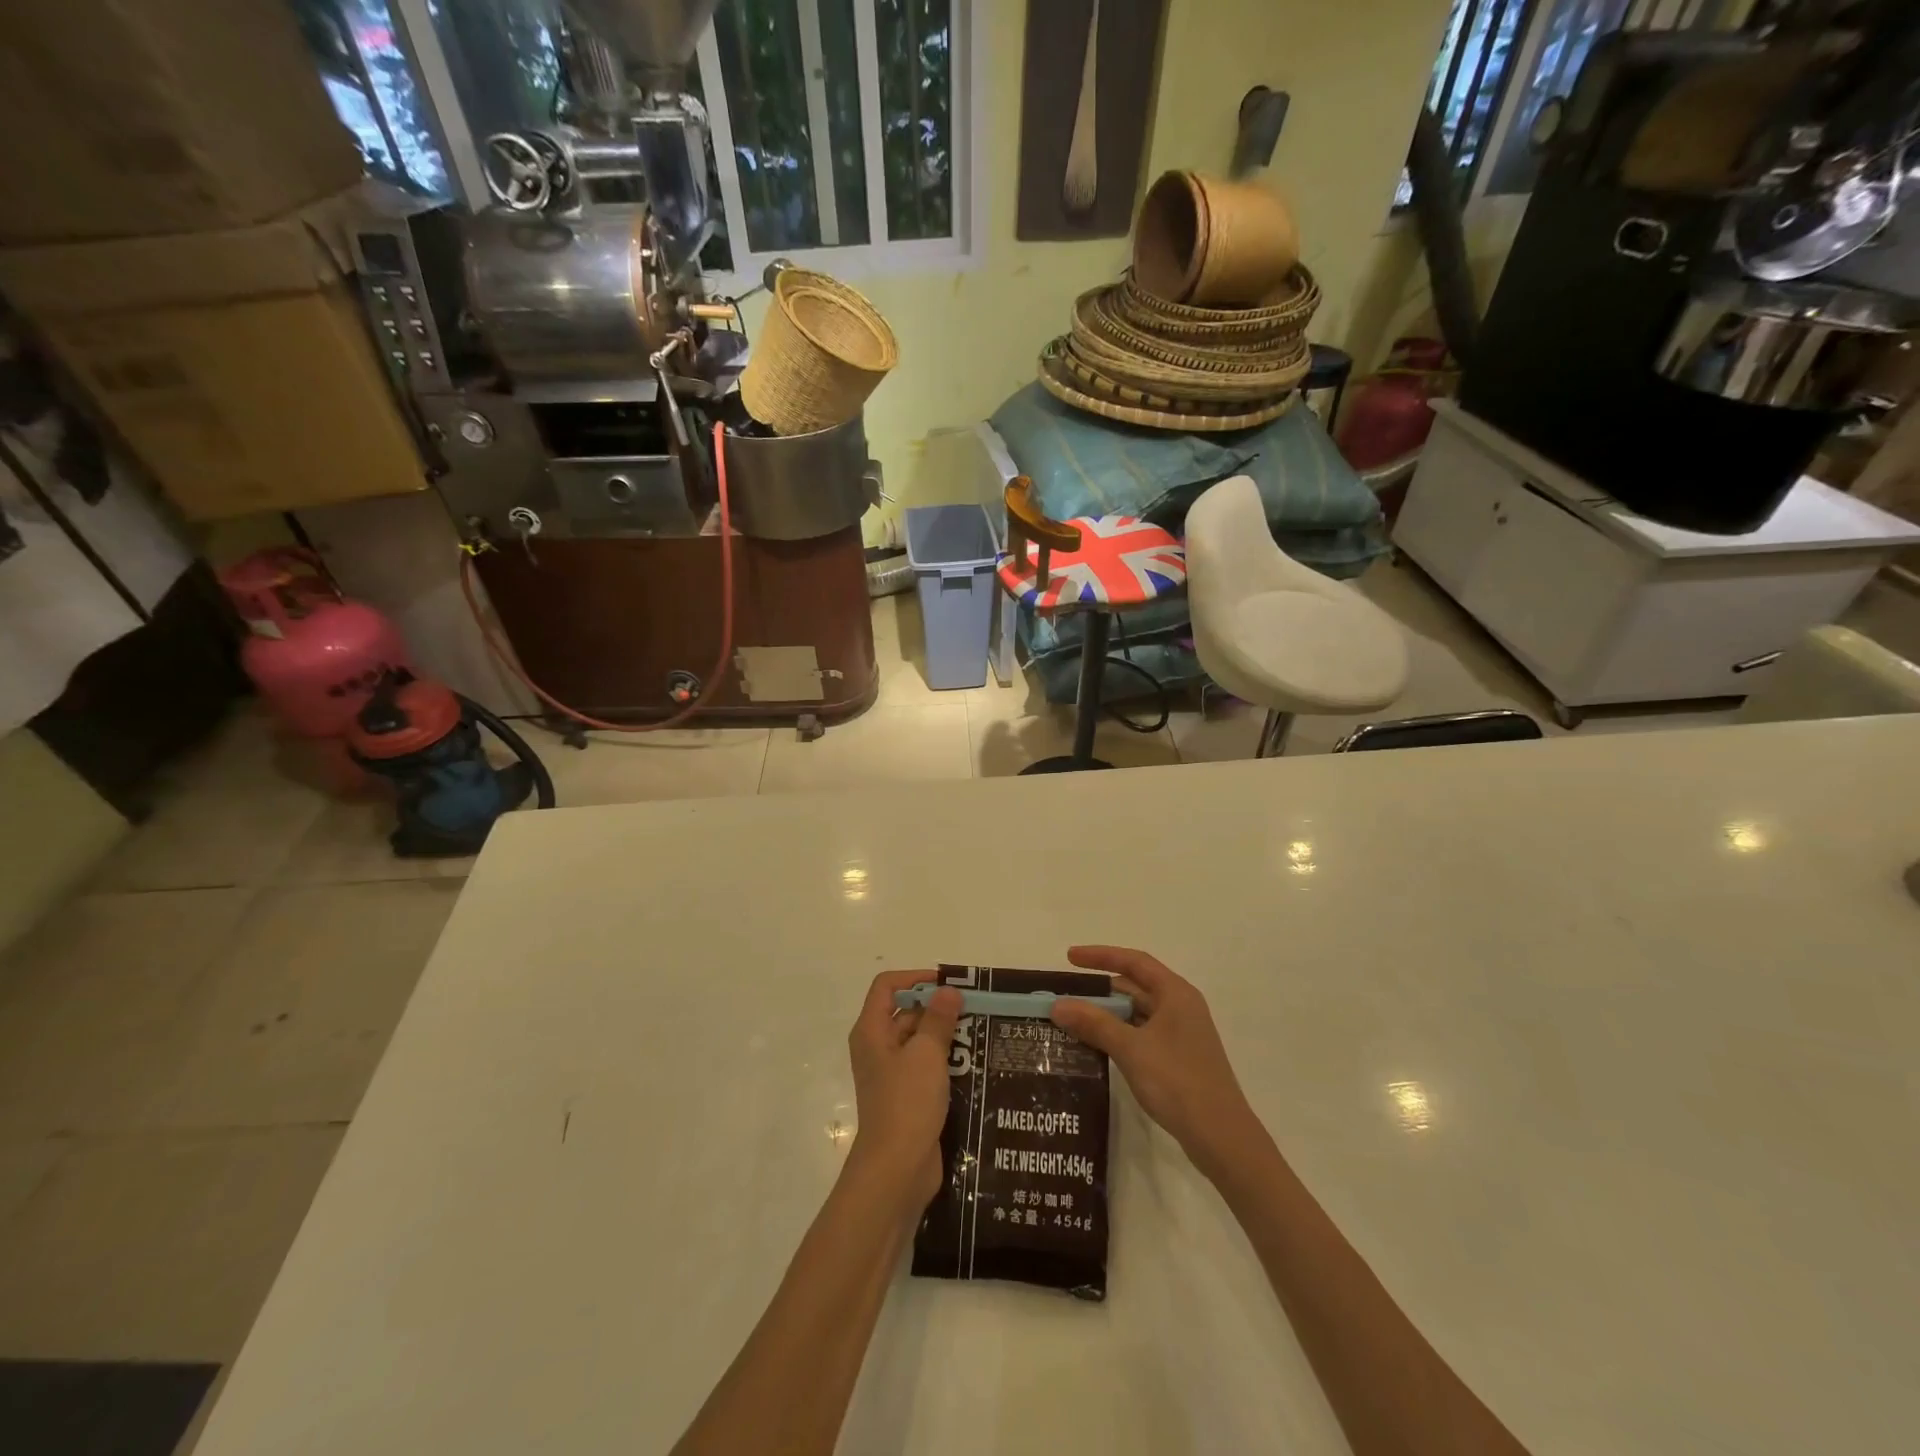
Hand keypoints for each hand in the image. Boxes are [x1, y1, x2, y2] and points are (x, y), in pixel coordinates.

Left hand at [845, 970, 962, 1217]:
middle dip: (937, 1007)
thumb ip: (938, 1018)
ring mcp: (892, 1074)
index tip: (946, 983)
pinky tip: (974, 1063)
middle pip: (905, 1011)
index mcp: (872, 1031)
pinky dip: (946, 1061)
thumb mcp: (926, 1054)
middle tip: (974, 1008)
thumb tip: (948, 991)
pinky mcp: (907, 1097)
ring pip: (919, 1040)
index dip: (915, 978)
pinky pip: (926, 1067)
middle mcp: (877, 1048)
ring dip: (945, 1035)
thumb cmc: (907, 1103)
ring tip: (980, 1032)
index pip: (887, 986)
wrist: (896, 1170)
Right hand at [1049, 946, 1264, 1181]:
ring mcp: (1182, 1034)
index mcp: (1175, 993)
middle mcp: (1181, 1007)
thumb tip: (1057, 1005)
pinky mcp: (1179, 1058)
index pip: (1134, 961)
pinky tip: (1097, 1047)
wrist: (1221, 1137)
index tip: (1070, 958)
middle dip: (1100, 990)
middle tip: (1066, 996)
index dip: (1100, 956)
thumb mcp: (1131, 1049)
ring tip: (1074, 1021)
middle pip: (1135, 986)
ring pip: (1138, 1012)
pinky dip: (1119, 1034)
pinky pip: (1142, 1034)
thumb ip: (1094, 1023)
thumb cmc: (1177, 1081)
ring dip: (1108, 1015)